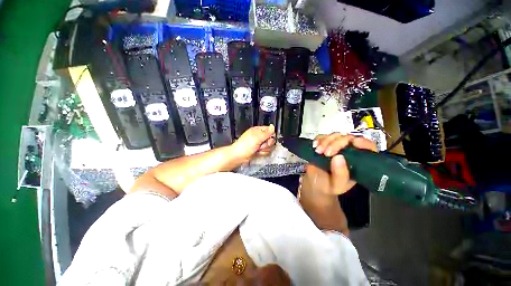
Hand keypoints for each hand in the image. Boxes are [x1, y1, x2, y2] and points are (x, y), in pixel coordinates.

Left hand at [231, 125, 275, 161]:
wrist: (239, 156)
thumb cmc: (246, 145)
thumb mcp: (257, 137)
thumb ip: (267, 133)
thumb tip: (273, 126)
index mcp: (258, 130)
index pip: (270, 130)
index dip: (271, 135)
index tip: (268, 138)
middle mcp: (259, 137)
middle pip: (271, 139)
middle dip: (267, 143)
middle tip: (261, 145)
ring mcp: (259, 144)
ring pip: (269, 146)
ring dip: (264, 149)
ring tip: (258, 149)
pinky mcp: (259, 151)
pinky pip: (266, 151)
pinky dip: (262, 153)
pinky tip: (257, 153)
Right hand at [300, 133, 376, 196]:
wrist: (314, 184)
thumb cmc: (328, 186)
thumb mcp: (337, 185)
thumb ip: (340, 175)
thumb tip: (339, 157)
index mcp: (358, 162)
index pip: (368, 148)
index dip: (363, 142)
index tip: (354, 142)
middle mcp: (348, 152)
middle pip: (348, 138)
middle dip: (337, 143)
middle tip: (327, 153)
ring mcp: (335, 147)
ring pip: (335, 135)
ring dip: (326, 141)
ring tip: (318, 151)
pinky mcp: (323, 144)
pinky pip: (322, 136)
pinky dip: (318, 139)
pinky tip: (315, 145)